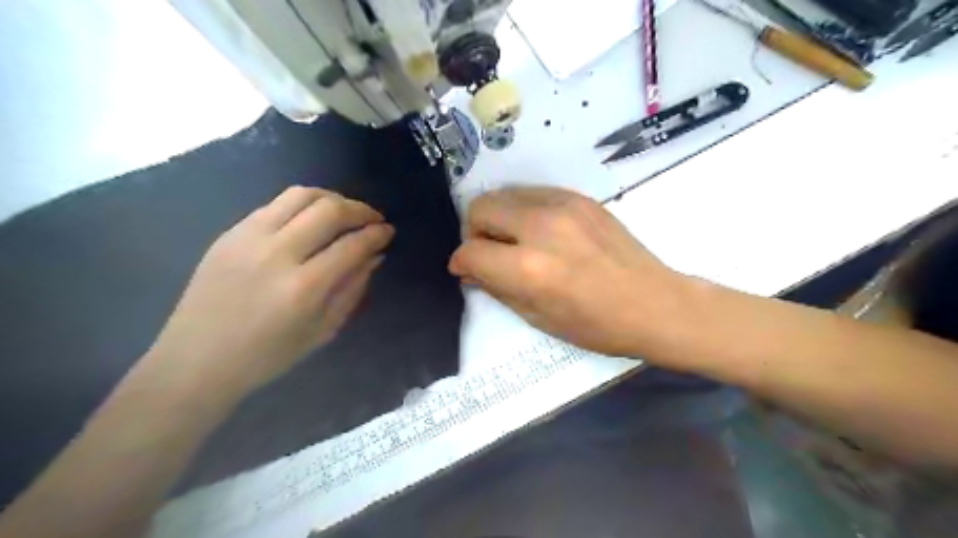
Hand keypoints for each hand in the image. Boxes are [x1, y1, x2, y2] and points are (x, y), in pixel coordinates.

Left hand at [143, 186, 397, 396]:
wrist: (196, 360)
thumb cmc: (268, 356)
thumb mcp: (323, 330)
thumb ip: (353, 289)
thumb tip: (374, 255)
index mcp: (303, 288)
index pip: (352, 245)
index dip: (377, 234)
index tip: (389, 231)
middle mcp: (277, 254)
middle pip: (329, 210)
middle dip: (360, 209)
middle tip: (373, 219)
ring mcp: (249, 238)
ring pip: (301, 195)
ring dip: (332, 198)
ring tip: (345, 212)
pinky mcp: (231, 233)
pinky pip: (275, 204)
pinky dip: (303, 205)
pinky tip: (311, 219)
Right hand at [449, 187, 688, 359]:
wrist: (654, 304)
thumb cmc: (596, 325)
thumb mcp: (538, 317)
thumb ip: (497, 288)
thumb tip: (469, 270)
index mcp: (529, 269)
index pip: (471, 252)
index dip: (461, 262)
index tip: (466, 269)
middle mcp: (540, 228)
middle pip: (480, 208)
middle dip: (474, 232)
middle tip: (490, 252)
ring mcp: (563, 206)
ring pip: (504, 194)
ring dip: (498, 217)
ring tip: (514, 240)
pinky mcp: (579, 197)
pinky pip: (533, 192)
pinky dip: (524, 209)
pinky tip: (539, 230)